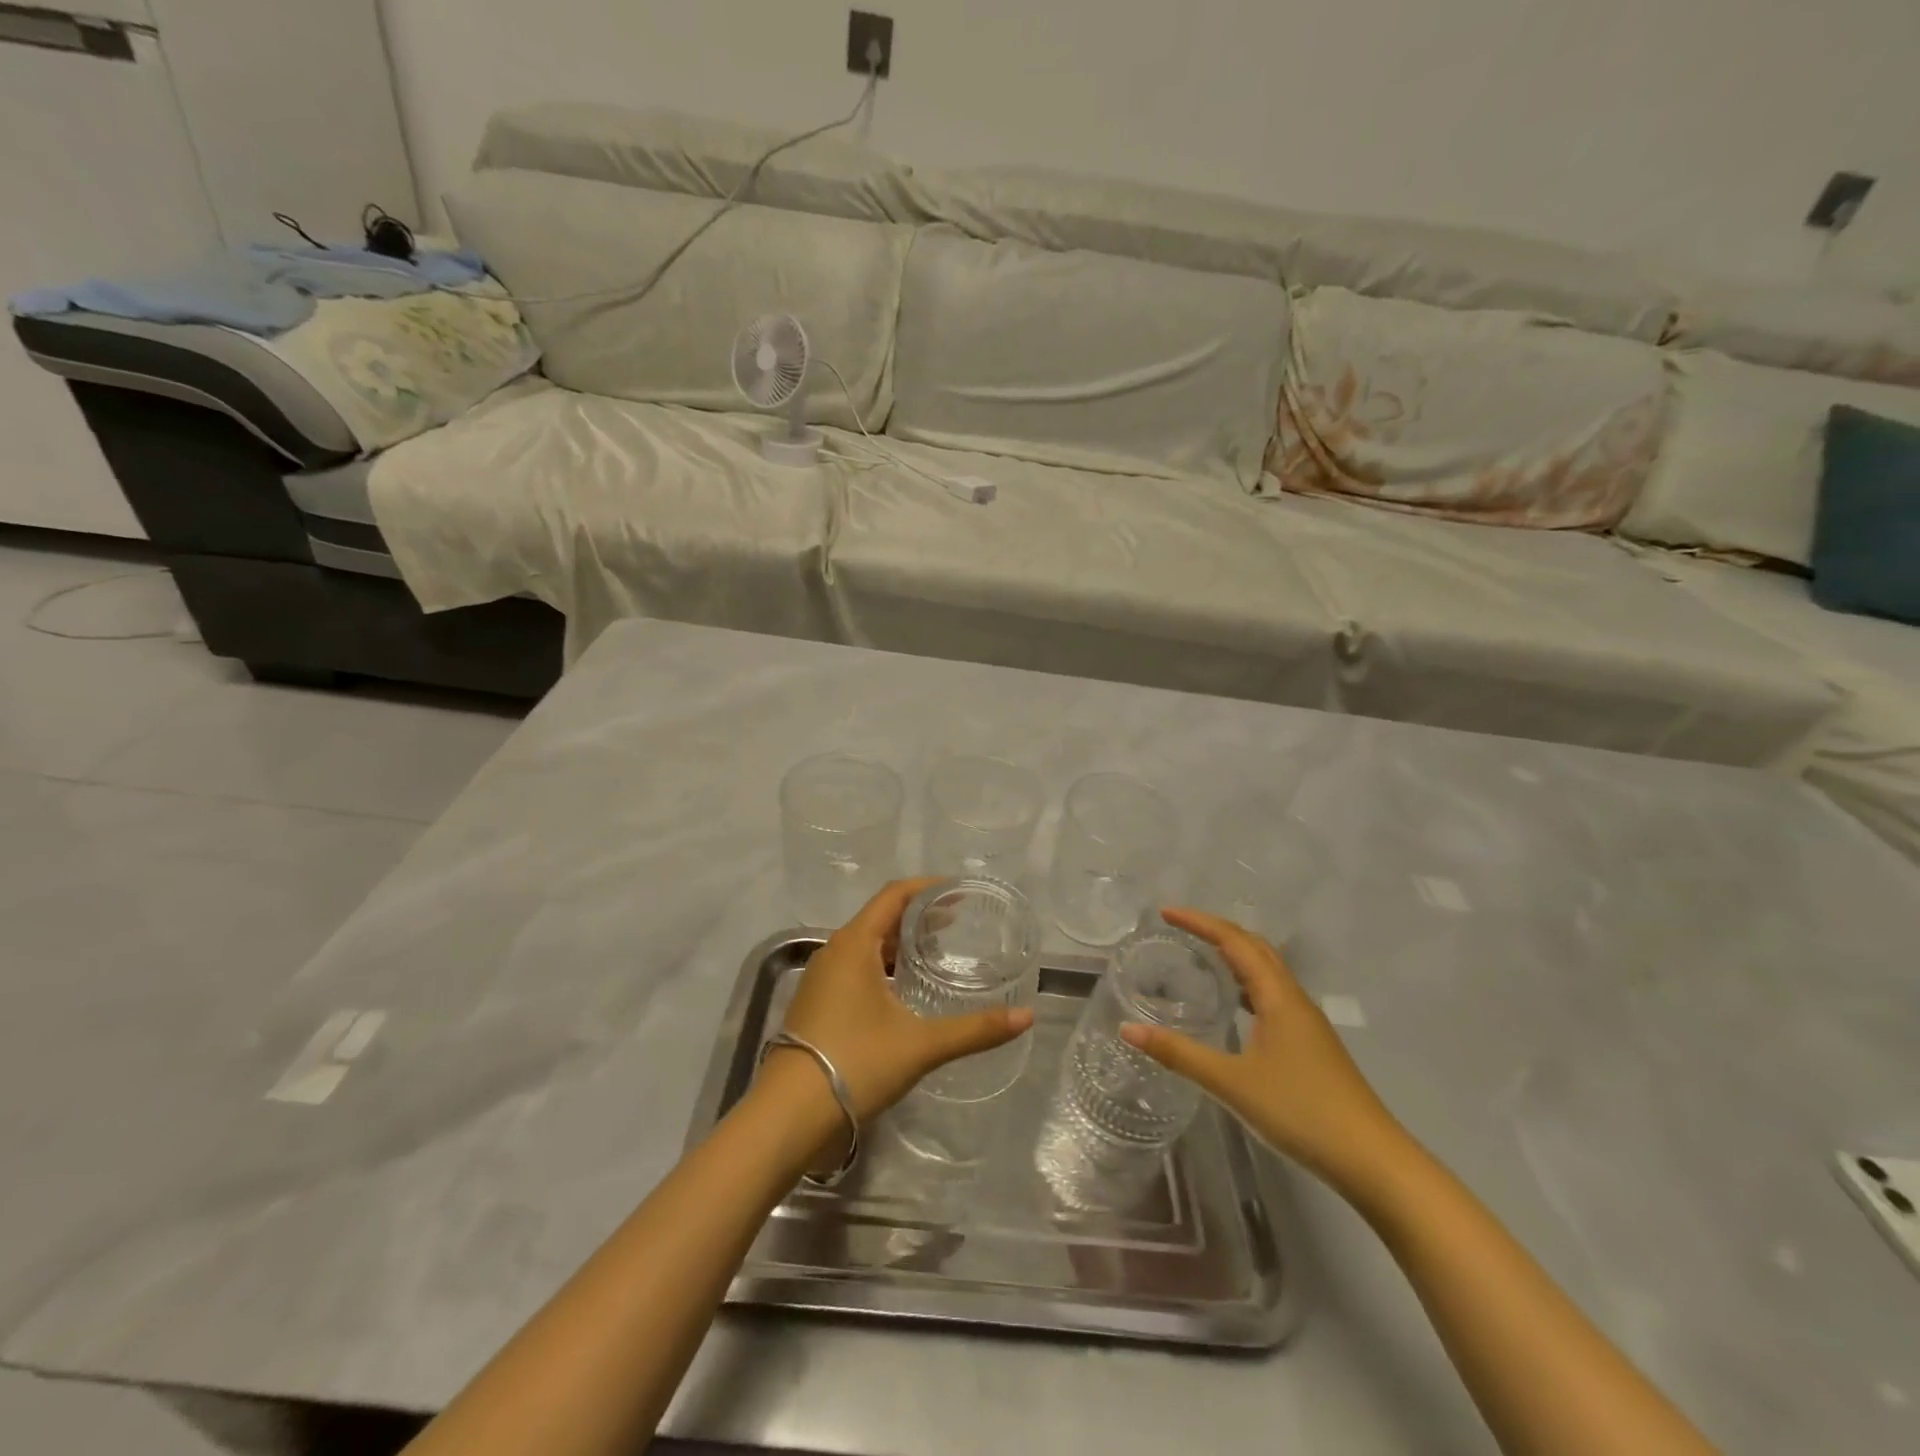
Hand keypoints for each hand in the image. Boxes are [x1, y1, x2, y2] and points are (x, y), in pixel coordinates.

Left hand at [775, 878, 1033, 1122]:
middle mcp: (834, 952)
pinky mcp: (817, 1004)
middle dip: (918, 917)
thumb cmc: (856, 1063)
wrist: (790, 1116)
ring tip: (936, 954)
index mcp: (853, 944)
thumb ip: (975, 1029)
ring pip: (867, 946)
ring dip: (900, 944)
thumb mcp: (921, 1044)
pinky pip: (856, 969)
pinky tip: (905, 991)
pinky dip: (884, 967)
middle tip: (957, 923)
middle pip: (880, 918)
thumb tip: (1026, 1017)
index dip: (928, 888)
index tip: (959, 891)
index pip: (894, 895)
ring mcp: (821, 979)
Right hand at [1120, 907, 1406, 1191]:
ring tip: (1200, 955)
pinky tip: (1233, 1005)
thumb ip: (1180, 1054)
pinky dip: (1246, 982)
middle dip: (1217, 930)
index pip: (1235, 942)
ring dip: (1234, 954)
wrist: (1372, 1160)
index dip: (1200, 922)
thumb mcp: (1232, 1084)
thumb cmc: (1301, 1112)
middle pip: (1255, 947)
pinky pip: (1272, 994)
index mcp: (1278, 997)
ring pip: (1268, 970)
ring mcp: (1306, 1022)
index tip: (1166, 913)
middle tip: (1180, 928)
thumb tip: (1128, 1030)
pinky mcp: (1310, 1044)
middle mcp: (1294, 999)